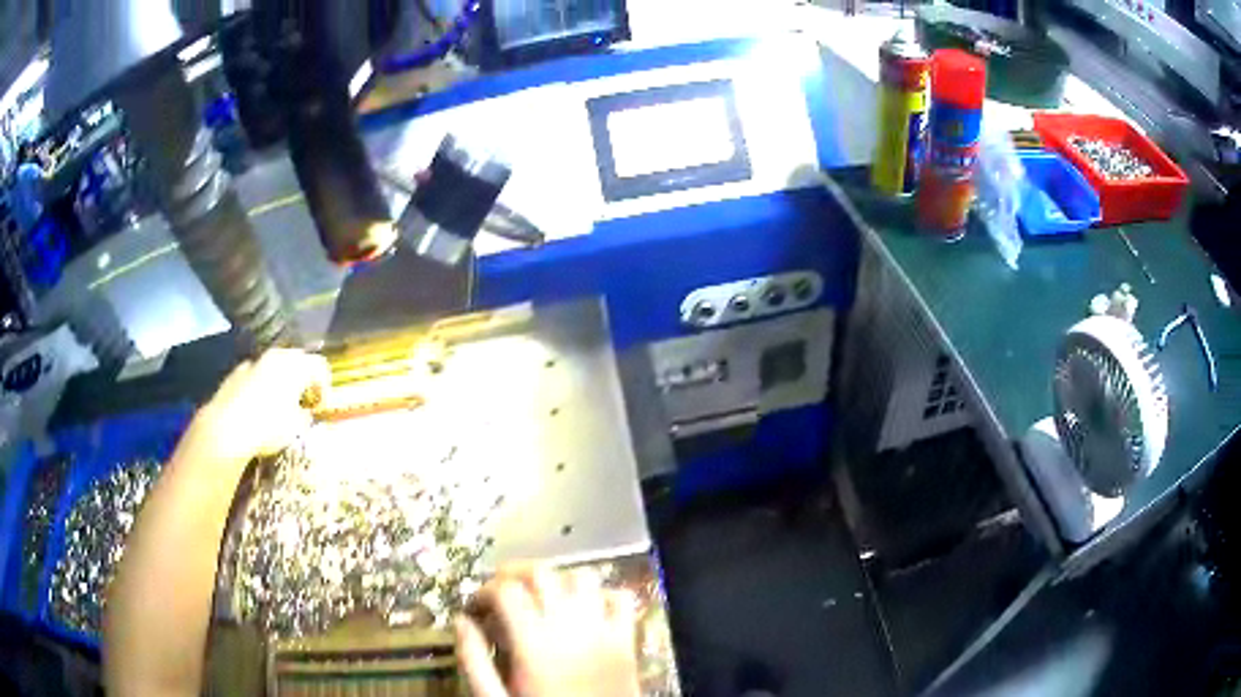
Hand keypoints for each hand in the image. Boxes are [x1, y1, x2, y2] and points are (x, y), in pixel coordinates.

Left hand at [180, 348, 329, 466]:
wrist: (226, 429)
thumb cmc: (268, 427)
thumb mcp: (297, 427)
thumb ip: (305, 414)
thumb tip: (304, 411)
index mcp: (295, 364)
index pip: (321, 366)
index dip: (325, 388)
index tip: (320, 408)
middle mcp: (275, 355)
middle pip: (297, 360)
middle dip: (302, 380)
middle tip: (302, 403)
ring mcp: (253, 361)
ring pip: (274, 367)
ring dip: (280, 382)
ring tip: (278, 406)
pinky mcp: (235, 373)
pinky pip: (255, 375)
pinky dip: (260, 386)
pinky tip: (257, 408)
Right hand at [456, 565, 640, 696]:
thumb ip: (474, 659)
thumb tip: (461, 621)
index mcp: (534, 642)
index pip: (506, 590)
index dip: (484, 590)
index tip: (476, 606)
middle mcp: (571, 626)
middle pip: (542, 573)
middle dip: (515, 574)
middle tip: (501, 592)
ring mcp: (605, 631)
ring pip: (582, 577)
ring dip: (557, 580)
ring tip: (540, 598)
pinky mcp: (627, 640)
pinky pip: (620, 599)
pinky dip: (601, 594)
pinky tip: (584, 609)